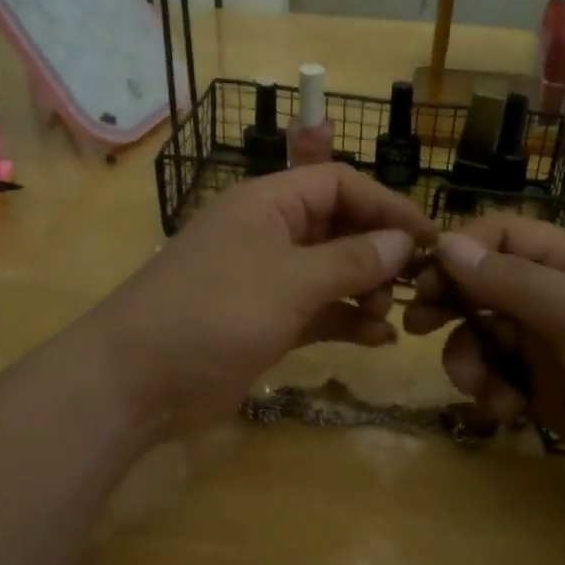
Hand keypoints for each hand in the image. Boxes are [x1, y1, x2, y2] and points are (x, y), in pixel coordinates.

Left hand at [90, 165, 433, 432]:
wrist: (137, 380)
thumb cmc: (214, 311)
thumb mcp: (289, 280)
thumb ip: (351, 260)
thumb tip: (404, 241)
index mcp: (269, 204)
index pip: (339, 184)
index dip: (386, 205)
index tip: (428, 237)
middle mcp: (271, 234)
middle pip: (339, 228)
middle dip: (379, 252)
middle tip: (415, 286)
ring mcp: (267, 280)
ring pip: (332, 272)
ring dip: (367, 290)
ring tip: (392, 316)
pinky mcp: (266, 322)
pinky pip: (319, 312)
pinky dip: (347, 321)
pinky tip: (379, 340)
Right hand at [402, 216, 564, 515]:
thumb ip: (512, 280)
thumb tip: (445, 243)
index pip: (500, 235)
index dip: (458, 250)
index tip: (423, 277)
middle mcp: (554, 297)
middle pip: (481, 285)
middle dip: (449, 303)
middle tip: (414, 326)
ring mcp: (549, 346)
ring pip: (482, 335)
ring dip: (467, 358)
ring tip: (478, 387)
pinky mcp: (545, 392)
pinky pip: (498, 378)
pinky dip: (490, 391)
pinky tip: (505, 410)